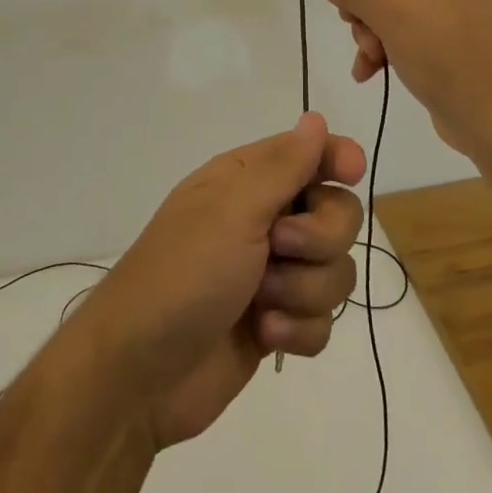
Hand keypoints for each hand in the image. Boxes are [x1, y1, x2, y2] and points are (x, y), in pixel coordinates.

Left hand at [81, 113, 364, 448]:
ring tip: (261, 304)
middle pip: (337, 215)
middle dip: (319, 238)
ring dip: (303, 291)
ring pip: (335, 271)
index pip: (310, 154)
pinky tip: (264, 336)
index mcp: (247, 181)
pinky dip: (297, 331)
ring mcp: (272, 275)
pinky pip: (322, 321)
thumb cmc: (184, 274)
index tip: (352, 174)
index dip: (337, 159)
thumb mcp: (233, 209)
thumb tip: (314, 118)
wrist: (139, 374)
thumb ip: (283, 166)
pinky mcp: (277, 323)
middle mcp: (264, 221)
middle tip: (279, 247)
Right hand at [306, 0, 491, 161]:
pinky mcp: (434, 36)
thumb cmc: (449, 59)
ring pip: (381, 3)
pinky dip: (377, 46)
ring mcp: (439, 7)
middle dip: (359, 2)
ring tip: (370, 54)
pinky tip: (369, 71)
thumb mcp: (394, 18)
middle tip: (347, 21)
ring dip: (366, 29)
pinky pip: (392, 28)